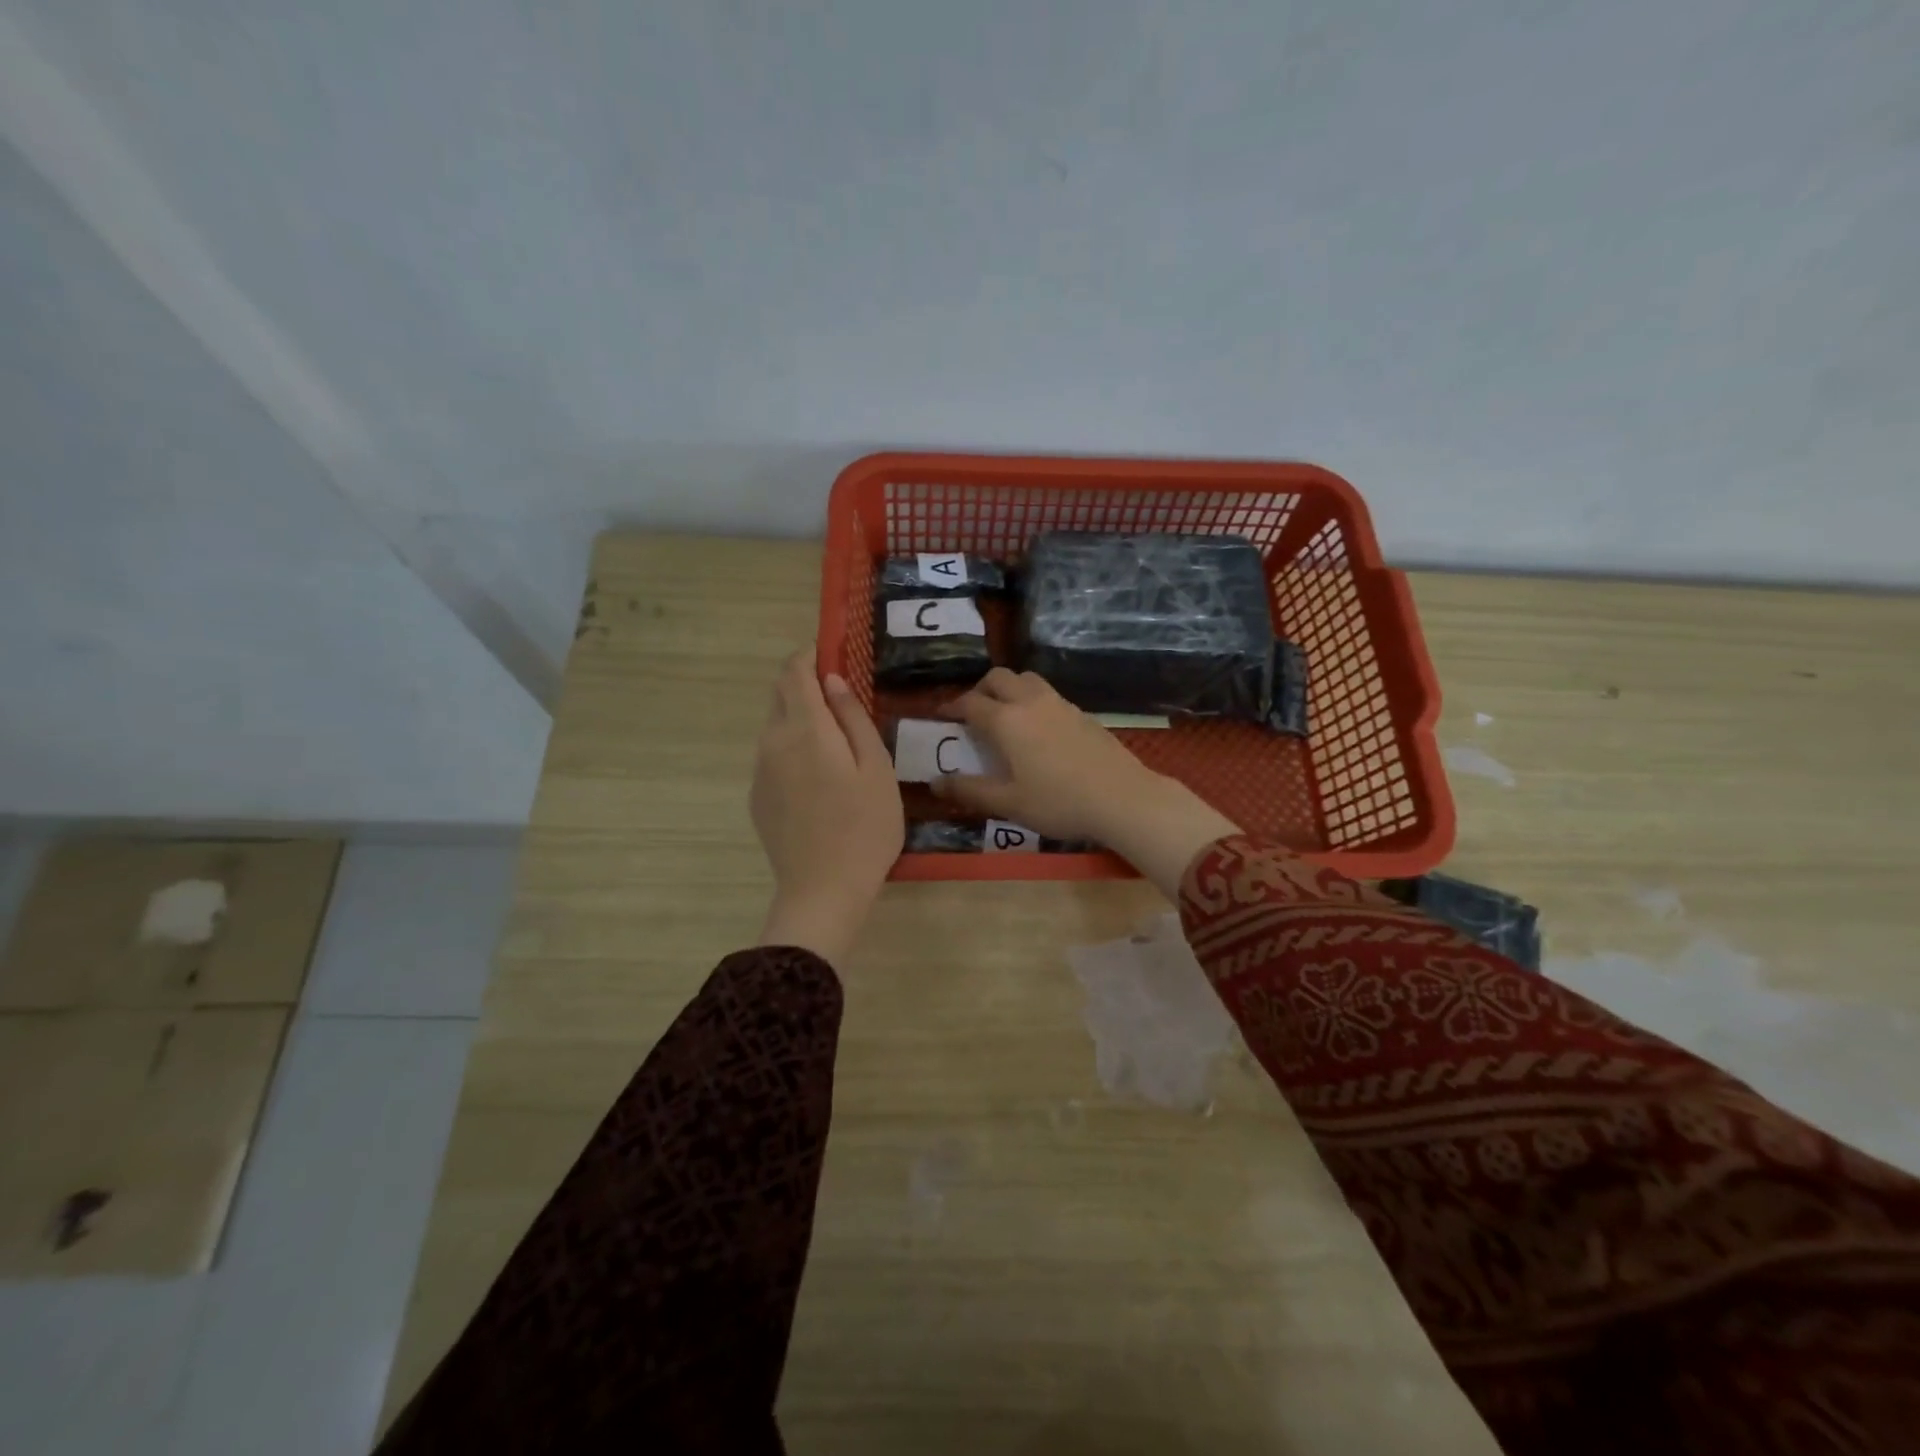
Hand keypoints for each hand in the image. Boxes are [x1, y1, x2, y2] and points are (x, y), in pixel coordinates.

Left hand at [750, 649, 902, 961]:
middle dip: (805, 684)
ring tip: (836, 743)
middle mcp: (773, 741)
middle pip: (781, 695)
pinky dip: (792, 747)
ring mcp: (760, 770)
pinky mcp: (757, 796)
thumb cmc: (865, 826)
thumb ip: (852, 718)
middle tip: (842, 699)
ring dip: (799, 718)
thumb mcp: (875, 768)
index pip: (795, 671)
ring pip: (775, 726)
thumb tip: (833, 680)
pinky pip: (772, 755)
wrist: (823, 890)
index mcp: (806, 728)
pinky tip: (818, 779)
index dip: (810, 656)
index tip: (833, 655)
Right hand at [931, 669, 1239, 897]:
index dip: (952, 707)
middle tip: (973, 712)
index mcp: (1006, 720)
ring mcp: (1060, 704)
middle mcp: (1030, 702)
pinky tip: (1039, 729)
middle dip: (980, 689)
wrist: (1122, 797)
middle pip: (999, 678)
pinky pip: (1048, 694)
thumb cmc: (1058, 802)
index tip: (943, 717)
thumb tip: (935, 782)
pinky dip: (1033, 701)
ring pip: (1027, 680)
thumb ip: (969, 790)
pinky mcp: (1082, 713)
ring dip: (1009, 689)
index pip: (970, 703)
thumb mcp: (1008, 803)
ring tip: (1005, 715)